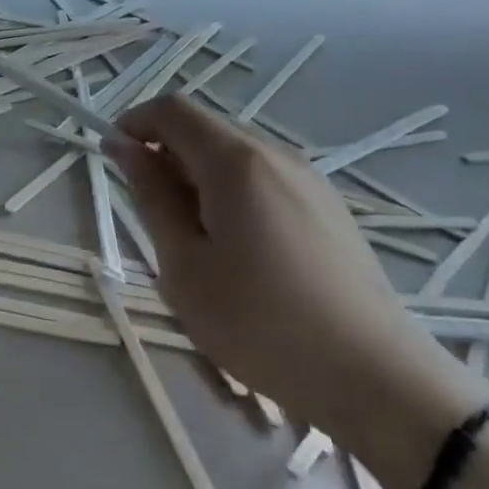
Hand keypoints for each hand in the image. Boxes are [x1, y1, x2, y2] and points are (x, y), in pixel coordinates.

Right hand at [106, 95, 475, 441]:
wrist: (376, 379)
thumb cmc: (261, 323)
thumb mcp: (184, 265)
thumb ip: (151, 196)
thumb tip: (124, 147)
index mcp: (236, 160)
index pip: (173, 110)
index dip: (135, 122)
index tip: (112, 157)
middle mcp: (275, 153)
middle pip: (206, 128)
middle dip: (166, 153)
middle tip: (150, 211)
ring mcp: (309, 178)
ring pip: (236, 154)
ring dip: (199, 175)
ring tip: (193, 238)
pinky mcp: (330, 207)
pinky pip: (265, 178)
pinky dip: (233, 192)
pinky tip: (239, 248)